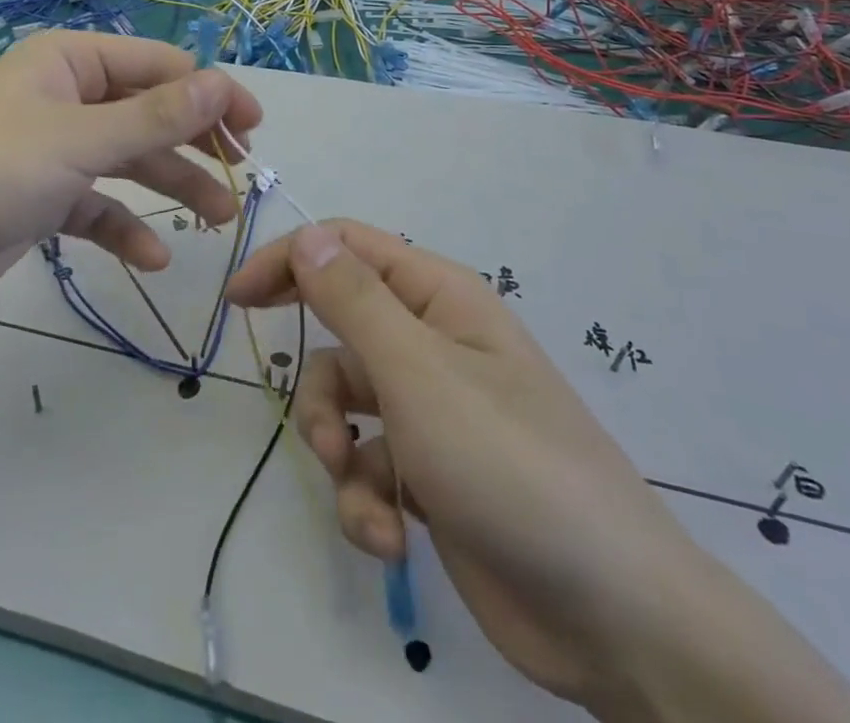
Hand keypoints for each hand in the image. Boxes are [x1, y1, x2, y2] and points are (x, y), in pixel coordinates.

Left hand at [0, 32, 261, 321]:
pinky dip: (125, 228)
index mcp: (70, 62)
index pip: (158, 66)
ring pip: (130, 161)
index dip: (209, 92)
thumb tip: (223, 84)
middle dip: (195, 141)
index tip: (252, 129)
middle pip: (148, 112)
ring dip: (172, 187)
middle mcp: (65, 97)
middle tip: (242, 172)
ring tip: (219, 219)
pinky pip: (98, 206)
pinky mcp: (42, 198)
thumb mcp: (79, 140)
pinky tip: (152, 256)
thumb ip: (155, 116)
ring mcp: (53, 150)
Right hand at [226, 221, 849, 722]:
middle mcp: (434, 342)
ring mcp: (434, 410)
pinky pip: (371, 465)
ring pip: (348, 403)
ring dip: (337, 448)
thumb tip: (308, 235)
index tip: (238, 299)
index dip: (289, 260)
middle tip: (276, 381)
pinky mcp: (432, 473)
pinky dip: (366, 500)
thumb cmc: (508, 464)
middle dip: (315, 372)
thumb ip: (354, 300)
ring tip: (358, 488)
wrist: (612, 614)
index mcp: (438, 297)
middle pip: (342, 326)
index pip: (348, 248)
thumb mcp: (417, 373)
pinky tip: (389, 538)